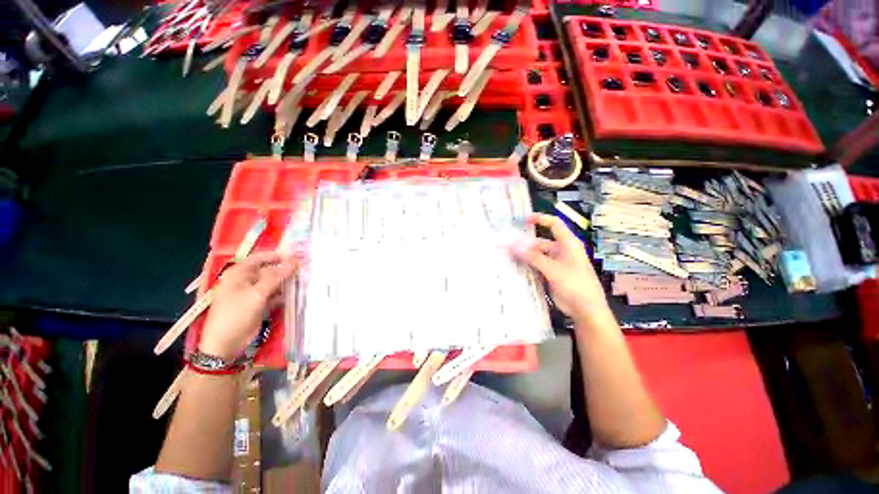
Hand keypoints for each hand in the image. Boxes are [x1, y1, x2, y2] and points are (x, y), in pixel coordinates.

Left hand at [198, 252, 296, 358]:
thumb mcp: (256, 294)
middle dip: (286, 270)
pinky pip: (274, 295)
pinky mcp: (259, 304)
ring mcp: (253, 293)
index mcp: (239, 273)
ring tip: (305, 280)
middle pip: (269, 270)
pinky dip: (284, 294)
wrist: (225, 344)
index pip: (261, 257)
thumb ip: (276, 277)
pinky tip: (298, 294)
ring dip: (287, 282)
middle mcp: (246, 280)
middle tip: (305, 270)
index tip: (298, 257)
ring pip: (274, 283)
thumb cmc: (236, 314)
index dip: (279, 256)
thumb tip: (293, 262)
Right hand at [512, 213, 611, 326]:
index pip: (554, 224)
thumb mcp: (553, 269)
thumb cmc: (575, 285)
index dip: (540, 219)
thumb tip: (513, 245)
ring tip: (506, 256)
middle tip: (506, 245)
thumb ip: (533, 257)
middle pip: (540, 242)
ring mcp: (556, 263)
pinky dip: (527, 266)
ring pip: (536, 255)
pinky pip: (536, 266)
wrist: (586, 310)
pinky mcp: (551, 274)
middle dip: (525, 243)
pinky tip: (514, 267)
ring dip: (524, 256)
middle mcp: (561, 251)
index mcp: (568, 244)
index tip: (523, 219)